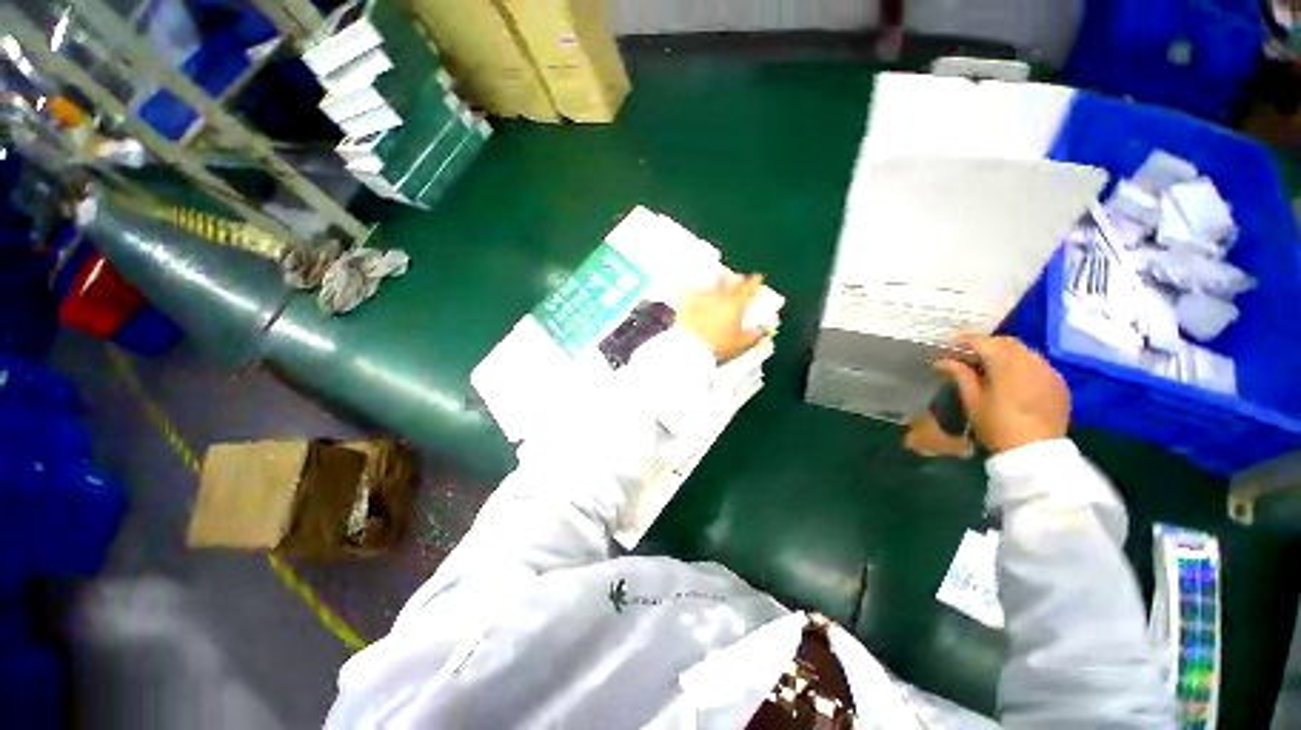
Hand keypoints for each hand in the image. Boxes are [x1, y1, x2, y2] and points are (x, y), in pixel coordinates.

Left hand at [679, 273, 770, 361]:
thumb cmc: (717, 347)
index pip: (749, 287)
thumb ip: (754, 335)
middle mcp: (720, 296)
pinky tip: (694, 288)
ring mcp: (703, 297)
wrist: (690, 347)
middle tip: (740, 279)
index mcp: (736, 305)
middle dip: (737, 279)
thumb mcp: (740, 344)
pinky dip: (695, 288)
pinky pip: (691, 289)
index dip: (755, 281)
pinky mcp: (687, 300)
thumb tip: (764, 330)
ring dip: (718, 280)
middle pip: (731, 280)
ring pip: (712, 282)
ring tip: (719, 278)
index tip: (757, 278)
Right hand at [934, 335, 1070, 453]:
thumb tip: (942, 360)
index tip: (950, 345)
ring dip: (1006, 353)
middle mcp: (1032, 360)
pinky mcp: (1059, 383)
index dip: (965, 341)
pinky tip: (1014, 379)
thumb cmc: (996, 425)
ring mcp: (1049, 371)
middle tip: (969, 354)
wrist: (1035, 453)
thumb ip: (959, 374)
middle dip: (987, 344)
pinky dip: (1023, 365)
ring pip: (1024, 351)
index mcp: (1007, 363)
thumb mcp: (972, 400)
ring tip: (991, 366)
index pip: (983, 342)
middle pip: (1007, 342)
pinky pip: (1038, 364)